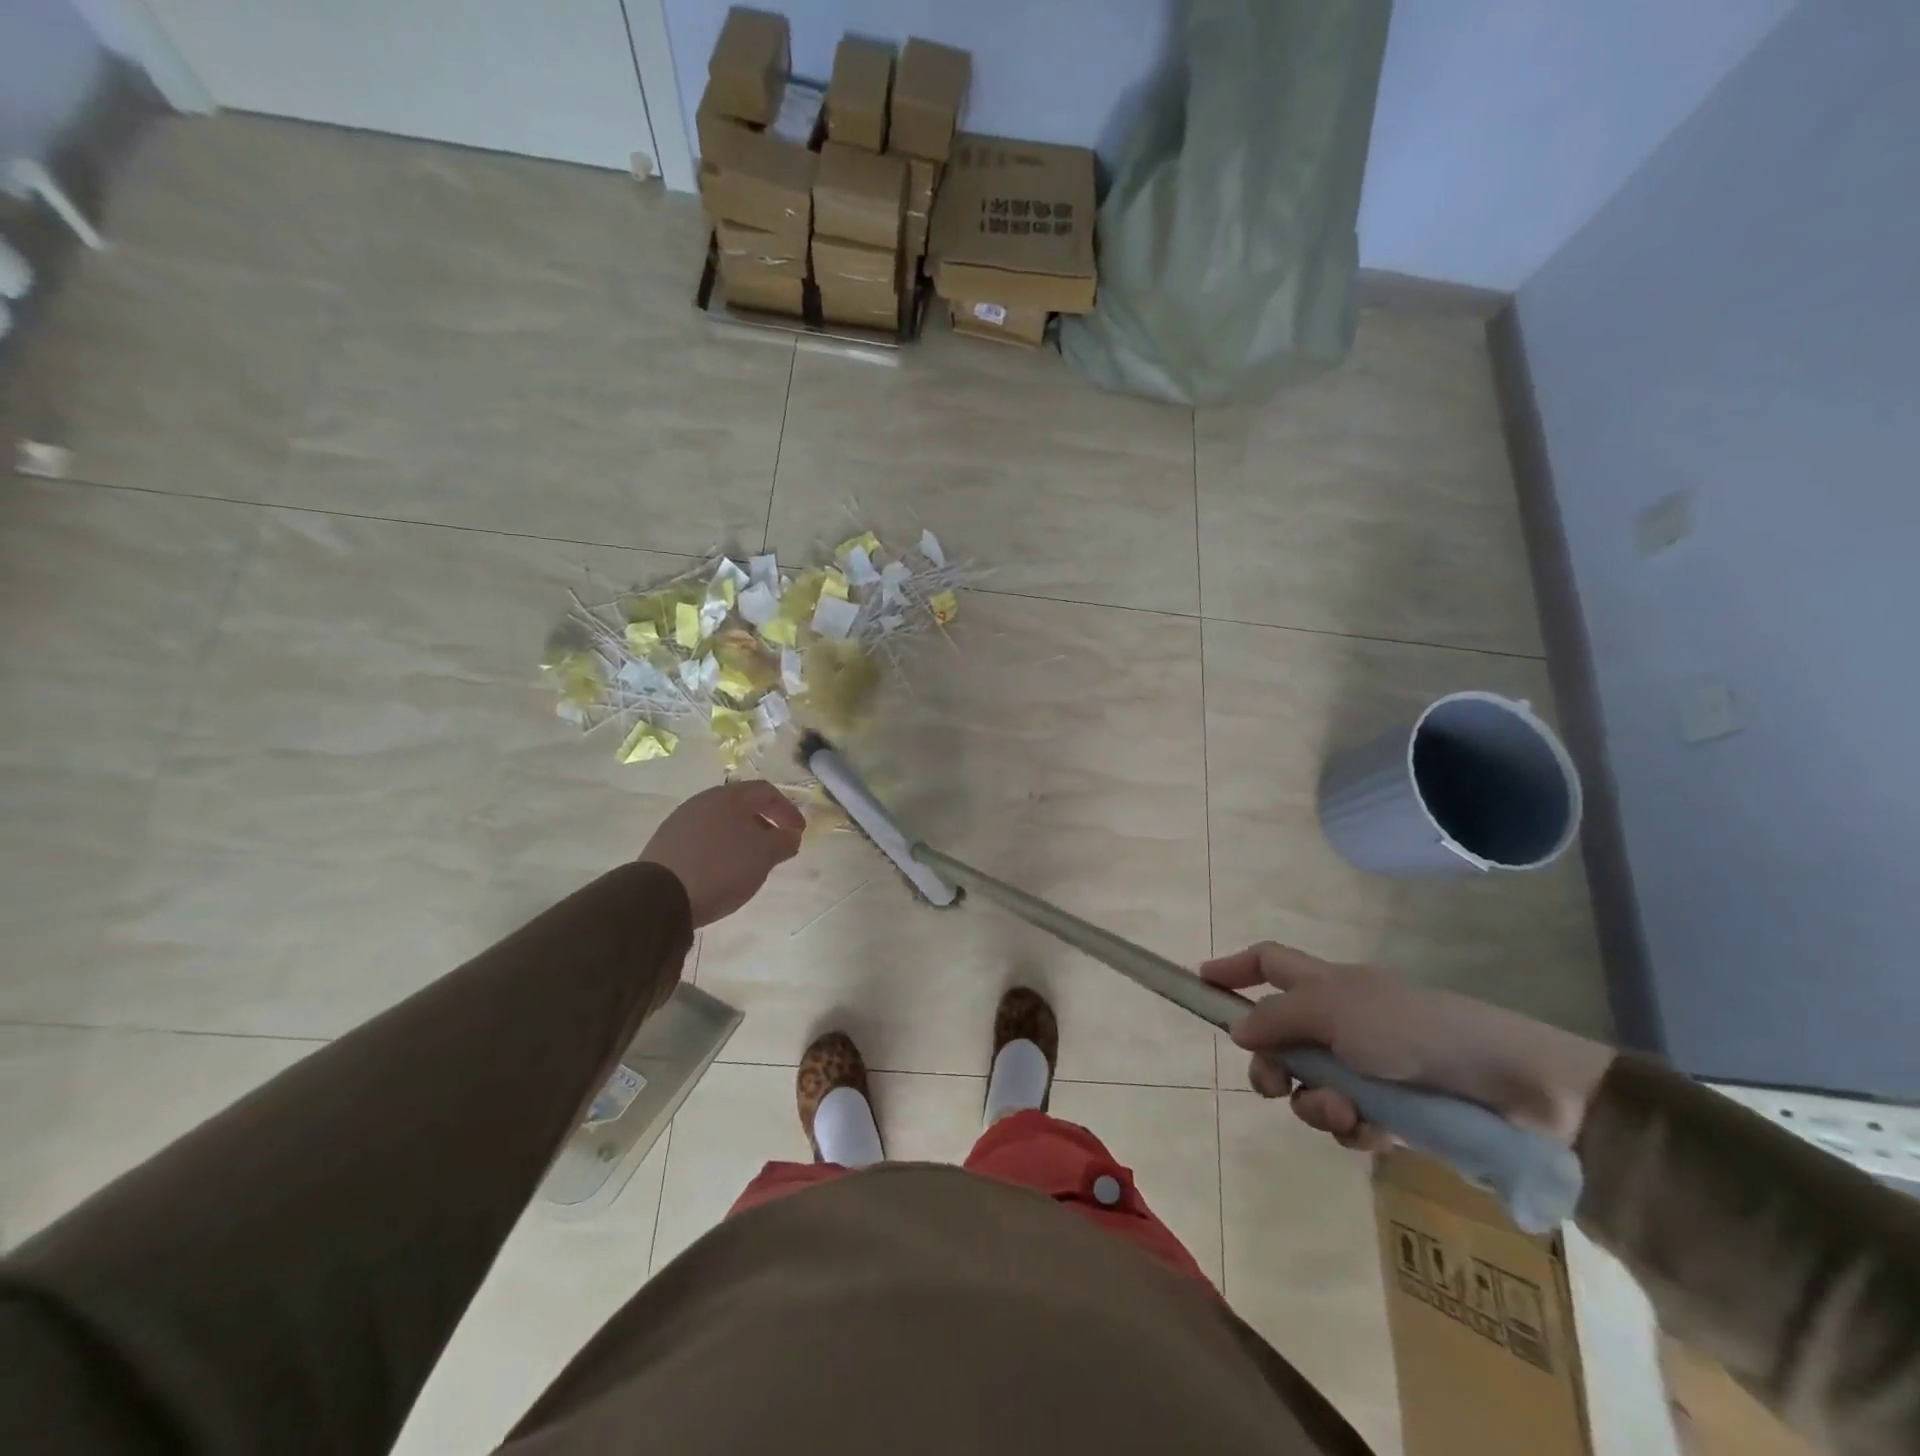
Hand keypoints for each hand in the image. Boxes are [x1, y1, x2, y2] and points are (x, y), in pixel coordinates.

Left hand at [639, 782, 805, 926]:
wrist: (659, 896)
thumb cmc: (721, 868)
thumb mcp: (764, 856)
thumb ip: (783, 841)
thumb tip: (791, 835)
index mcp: (729, 796)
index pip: (766, 791)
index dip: (787, 810)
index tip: (799, 832)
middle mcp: (703, 801)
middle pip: (742, 805)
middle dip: (764, 823)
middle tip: (778, 844)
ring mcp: (681, 821)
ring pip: (721, 822)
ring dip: (742, 837)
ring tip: (752, 860)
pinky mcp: (666, 843)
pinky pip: (703, 838)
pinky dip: (721, 848)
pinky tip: (723, 869)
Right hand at [1200, 942, 1613, 1150]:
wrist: (1513, 1087)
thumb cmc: (1413, 1029)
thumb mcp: (1334, 1010)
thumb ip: (1277, 1018)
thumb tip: (1236, 1030)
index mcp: (1328, 985)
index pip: (1269, 963)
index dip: (1234, 969)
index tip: (1200, 983)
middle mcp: (1342, 1022)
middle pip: (1280, 1037)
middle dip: (1271, 1065)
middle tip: (1274, 1084)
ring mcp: (1367, 1068)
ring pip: (1310, 1087)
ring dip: (1315, 1103)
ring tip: (1344, 1112)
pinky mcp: (1392, 1112)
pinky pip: (1347, 1122)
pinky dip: (1352, 1128)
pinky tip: (1373, 1131)